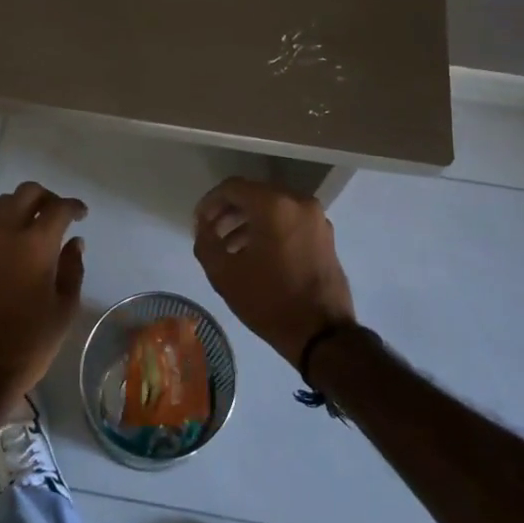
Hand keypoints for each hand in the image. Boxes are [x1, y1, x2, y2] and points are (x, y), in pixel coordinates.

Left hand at [0, 181, 87, 410]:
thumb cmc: (30, 342)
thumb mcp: (64, 308)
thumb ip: (72, 268)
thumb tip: (74, 243)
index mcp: (35, 244)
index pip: (58, 208)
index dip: (74, 206)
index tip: (81, 214)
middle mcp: (4, 234)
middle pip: (25, 193)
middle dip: (46, 197)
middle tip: (57, 214)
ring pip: (1, 207)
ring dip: (20, 208)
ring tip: (33, 229)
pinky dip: (2, 231)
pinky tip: (10, 255)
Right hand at [192, 178, 355, 368]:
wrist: (322, 334)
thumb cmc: (270, 301)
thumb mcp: (223, 274)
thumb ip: (206, 241)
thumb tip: (204, 226)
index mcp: (274, 205)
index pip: (232, 187)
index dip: (209, 203)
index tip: (198, 223)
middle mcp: (298, 202)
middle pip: (254, 194)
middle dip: (229, 212)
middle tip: (211, 234)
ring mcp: (316, 218)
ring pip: (273, 208)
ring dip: (248, 222)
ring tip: (229, 248)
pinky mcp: (325, 236)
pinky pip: (290, 221)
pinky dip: (270, 229)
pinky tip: (255, 254)